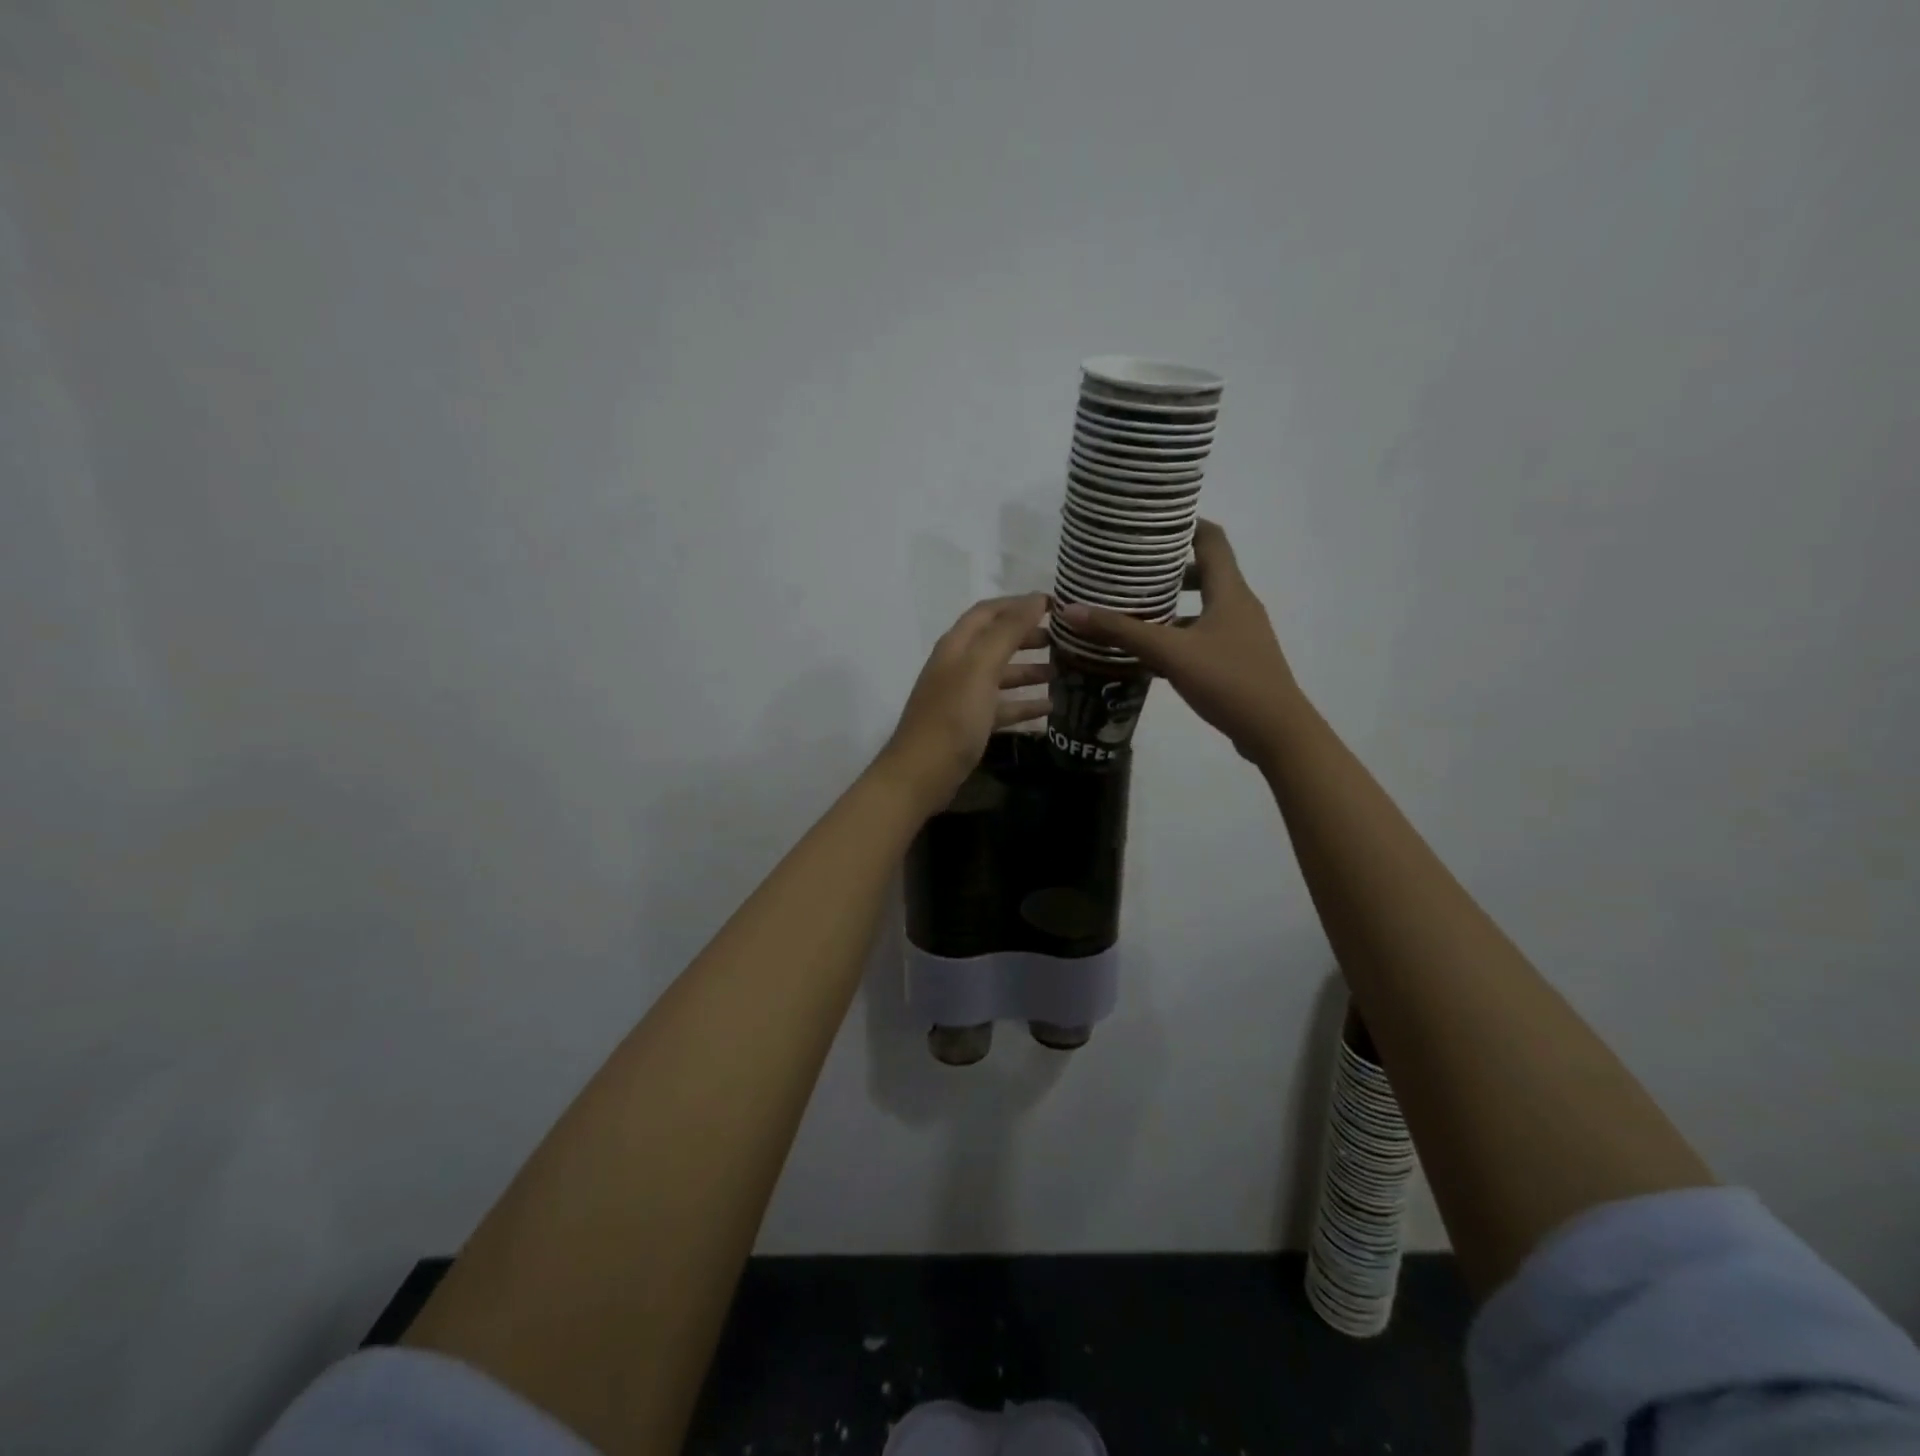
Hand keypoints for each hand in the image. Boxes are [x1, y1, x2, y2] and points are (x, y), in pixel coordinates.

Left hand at [875, 593, 1052, 810]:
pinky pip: (1002, 706)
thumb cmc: (952, 717)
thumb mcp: (981, 668)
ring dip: (1031, 669)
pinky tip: (1051, 707)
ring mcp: (964, 696)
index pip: (990, 611)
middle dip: (1029, 636)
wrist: (922, 774)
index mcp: (957, 645)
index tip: (1057, 605)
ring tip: (1065, 670)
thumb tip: (1035, 599)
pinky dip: (1025, 704)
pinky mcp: (971, 724)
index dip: (1020, 604)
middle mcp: (959, 665)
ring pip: (1002, 674)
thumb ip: (1007, 632)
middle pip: (997, 641)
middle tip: (1066, 639)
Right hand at [1057, 521, 1300, 766]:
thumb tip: (1071, 610)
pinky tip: (1152, 652)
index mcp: (1230, 591)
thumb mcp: (1170, 653)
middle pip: (1205, 572)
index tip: (1149, 524)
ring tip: (1133, 609)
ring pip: (1202, 607)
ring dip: (1171, 605)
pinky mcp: (1238, 660)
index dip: (1184, 524)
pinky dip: (1179, 634)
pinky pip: (1203, 635)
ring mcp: (1241, 634)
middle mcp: (1239, 605)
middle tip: (1130, 570)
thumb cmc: (1228, 680)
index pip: (1211, 539)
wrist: (1276, 732)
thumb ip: (1122, 632)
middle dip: (1168, 569)